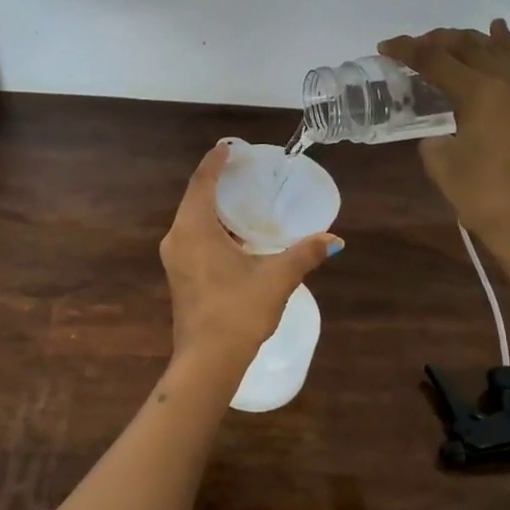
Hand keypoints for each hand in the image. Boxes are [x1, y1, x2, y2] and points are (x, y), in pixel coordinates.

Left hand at [160, 142, 339, 370]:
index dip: (215, 161)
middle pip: (195, 198)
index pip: (202, 181)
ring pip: (193, 220)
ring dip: (214, 208)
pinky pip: (193, 238)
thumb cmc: (238, 311)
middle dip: (216, 182)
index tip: (229, 147)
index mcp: (194, 228)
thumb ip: (304, 254)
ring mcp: (175, 258)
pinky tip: (236, 236)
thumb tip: (334, 240)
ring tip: (243, 199)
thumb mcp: (276, 278)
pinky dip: (212, 228)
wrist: (207, 362)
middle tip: (243, 171)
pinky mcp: (179, 275)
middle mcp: (177, 237)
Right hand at [378, 19, 509, 264]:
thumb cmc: (482, 196)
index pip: (435, 60)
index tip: (385, 47)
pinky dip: (504, 45)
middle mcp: (506, 83)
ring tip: (445, 41)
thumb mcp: (440, 163)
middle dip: (435, 41)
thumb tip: (441, 132)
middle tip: (412, 48)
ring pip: (495, 49)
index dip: (407, 50)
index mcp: (479, 93)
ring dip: (467, 40)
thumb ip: (433, 136)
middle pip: (466, 46)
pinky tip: (496, 30)